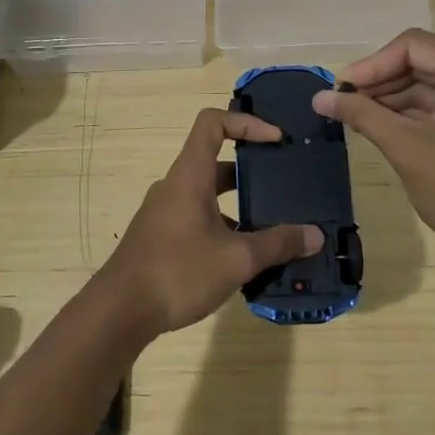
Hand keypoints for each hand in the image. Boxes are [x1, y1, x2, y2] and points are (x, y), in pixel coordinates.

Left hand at [96, 108, 323, 336]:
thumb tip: (316, 235)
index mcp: (190, 175)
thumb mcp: (237, 259)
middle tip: (283, 185)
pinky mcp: (161, 237)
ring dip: (238, 205)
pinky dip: (222, 227)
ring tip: (272, 227)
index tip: (276, 139)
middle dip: (251, 171)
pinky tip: (243, 258)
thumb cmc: (178, 272)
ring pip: (208, 195)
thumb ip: (278, 244)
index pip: (213, 123)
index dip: (246, 122)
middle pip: (215, 161)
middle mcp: (175, 186)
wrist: (119, 312)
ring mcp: (165, 212)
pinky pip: (198, 218)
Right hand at [312, 29, 434, 263]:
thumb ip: (362, 115)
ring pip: (433, 83)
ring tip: (358, 116)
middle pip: (423, 61)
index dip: (373, 63)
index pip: (413, 45)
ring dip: (395, 97)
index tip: (344, 88)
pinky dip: (415, 112)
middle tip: (346, 102)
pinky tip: (384, 127)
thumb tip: (320, 97)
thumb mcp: (405, 147)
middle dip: (382, 80)